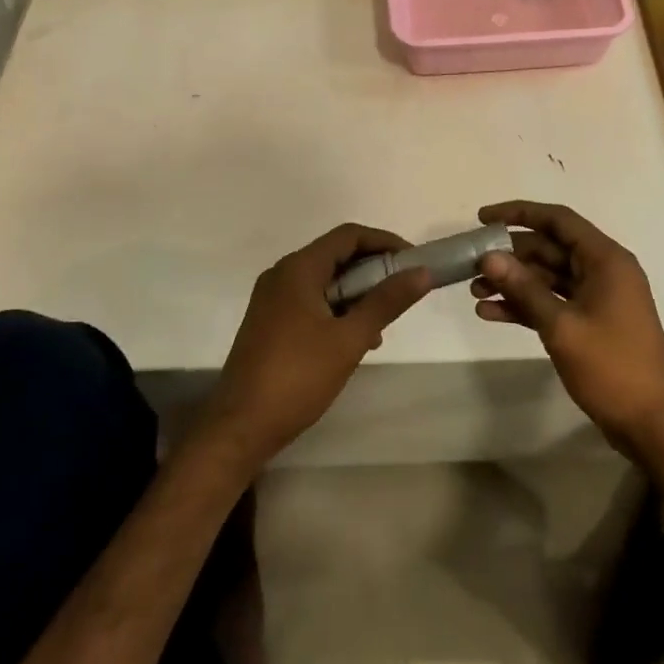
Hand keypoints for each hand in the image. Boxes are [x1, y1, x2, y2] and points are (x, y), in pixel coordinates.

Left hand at [200, 224, 430, 471]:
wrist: (240, 426)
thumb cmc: (297, 377)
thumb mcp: (349, 338)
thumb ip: (386, 302)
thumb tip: (422, 272)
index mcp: (298, 269)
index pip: (349, 236)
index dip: (385, 242)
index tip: (414, 262)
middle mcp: (282, 275)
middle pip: (336, 256)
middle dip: (373, 271)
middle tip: (402, 294)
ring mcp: (273, 299)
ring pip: (325, 281)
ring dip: (357, 294)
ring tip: (381, 326)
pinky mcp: (270, 322)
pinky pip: (311, 301)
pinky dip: (337, 310)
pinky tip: (355, 341)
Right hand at [471, 200, 663, 452]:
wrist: (650, 422)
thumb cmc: (611, 367)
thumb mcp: (562, 325)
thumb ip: (524, 288)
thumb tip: (488, 257)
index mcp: (605, 259)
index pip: (558, 220)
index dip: (519, 213)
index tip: (483, 219)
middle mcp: (602, 270)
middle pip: (549, 248)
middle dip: (509, 256)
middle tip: (470, 264)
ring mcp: (596, 297)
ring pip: (547, 277)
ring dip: (513, 283)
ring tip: (474, 293)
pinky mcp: (589, 321)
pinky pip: (552, 302)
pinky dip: (524, 305)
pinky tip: (490, 314)